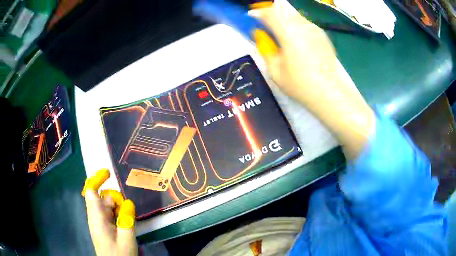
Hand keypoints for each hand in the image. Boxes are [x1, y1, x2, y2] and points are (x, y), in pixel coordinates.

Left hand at [82, 169, 137, 255]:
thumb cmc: (119, 255)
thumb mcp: (126, 239)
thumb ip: (127, 220)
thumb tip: (128, 203)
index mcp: (97, 218)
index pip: (91, 191)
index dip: (97, 179)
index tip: (109, 173)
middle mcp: (95, 217)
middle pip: (102, 198)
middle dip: (115, 199)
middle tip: (127, 211)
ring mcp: (99, 222)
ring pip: (107, 206)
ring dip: (118, 208)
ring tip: (127, 221)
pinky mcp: (103, 227)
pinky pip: (109, 214)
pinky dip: (117, 215)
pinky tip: (125, 224)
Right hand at [252, 1, 374, 158]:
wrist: (329, 92)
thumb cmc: (300, 85)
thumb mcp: (275, 70)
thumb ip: (265, 48)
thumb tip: (260, 35)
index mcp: (289, 33)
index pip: (270, 13)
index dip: (258, 12)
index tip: (252, 16)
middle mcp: (303, 26)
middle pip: (283, 10)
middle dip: (271, 13)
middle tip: (265, 24)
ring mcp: (315, 29)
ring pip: (294, 15)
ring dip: (284, 18)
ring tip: (280, 32)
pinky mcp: (322, 35)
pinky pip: (304, 23)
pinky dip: (295, 25)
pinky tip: (295, 39)